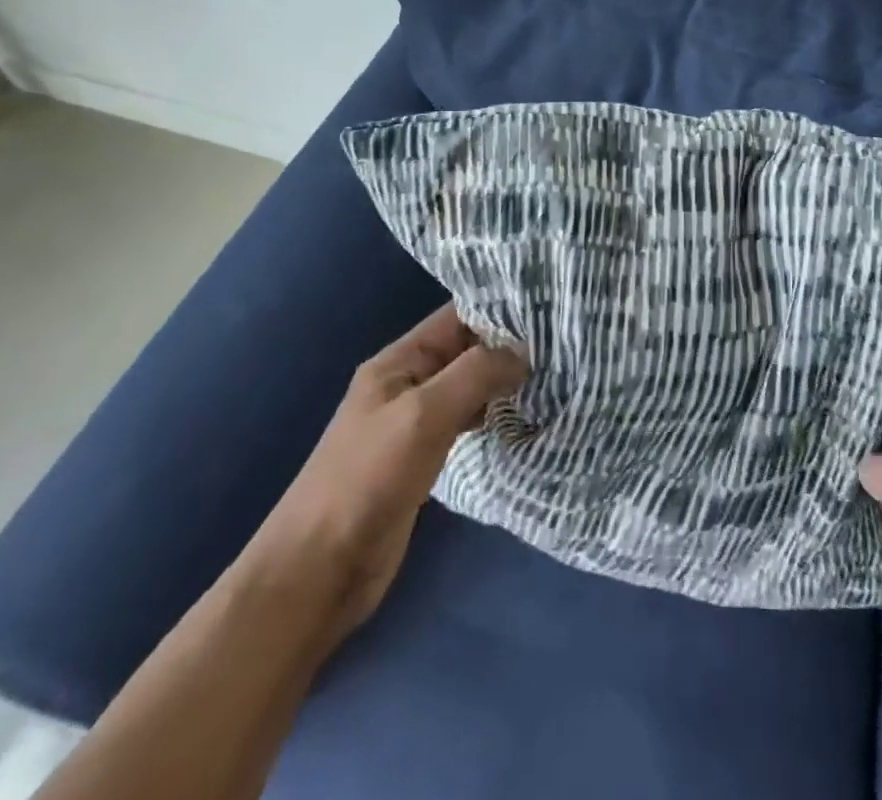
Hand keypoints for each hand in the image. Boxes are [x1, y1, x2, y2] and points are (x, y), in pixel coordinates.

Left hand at [245, 304, 526, 638]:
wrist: (319, 571)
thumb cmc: (367, 479)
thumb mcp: (423, 414)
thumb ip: (475, 374)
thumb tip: (524, 352)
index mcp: (398, 361)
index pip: (456, 317)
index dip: (499, 310)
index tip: (548, 311)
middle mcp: (407, 383)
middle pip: (465, 351)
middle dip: (509, 346)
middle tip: (562, 345)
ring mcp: (414, 423)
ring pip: (468, 387)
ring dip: (504, 382)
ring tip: (553, 376)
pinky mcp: (423, 458)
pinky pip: (465, 423)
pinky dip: (493, 416)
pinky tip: (522, 418)